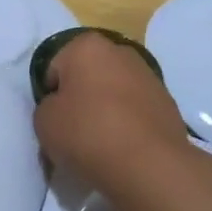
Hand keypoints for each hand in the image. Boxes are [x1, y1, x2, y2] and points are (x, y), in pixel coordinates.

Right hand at [34, 31, 195, 199]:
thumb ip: (47, 107)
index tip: (53, 120)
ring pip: (114, 92)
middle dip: (80, 98)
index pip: (55, 68)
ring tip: (100, 144)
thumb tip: (63, 108)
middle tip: (74, 131)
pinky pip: (135, 111)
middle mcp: (120, 51)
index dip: (50, 96)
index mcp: (86, 46)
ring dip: (105, 110)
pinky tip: (123, 148)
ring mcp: (149, 76)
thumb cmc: (87, 133)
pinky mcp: (168, 102)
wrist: (149, 164)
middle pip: (88, 76)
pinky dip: (127, 124)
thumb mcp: (44, 121)